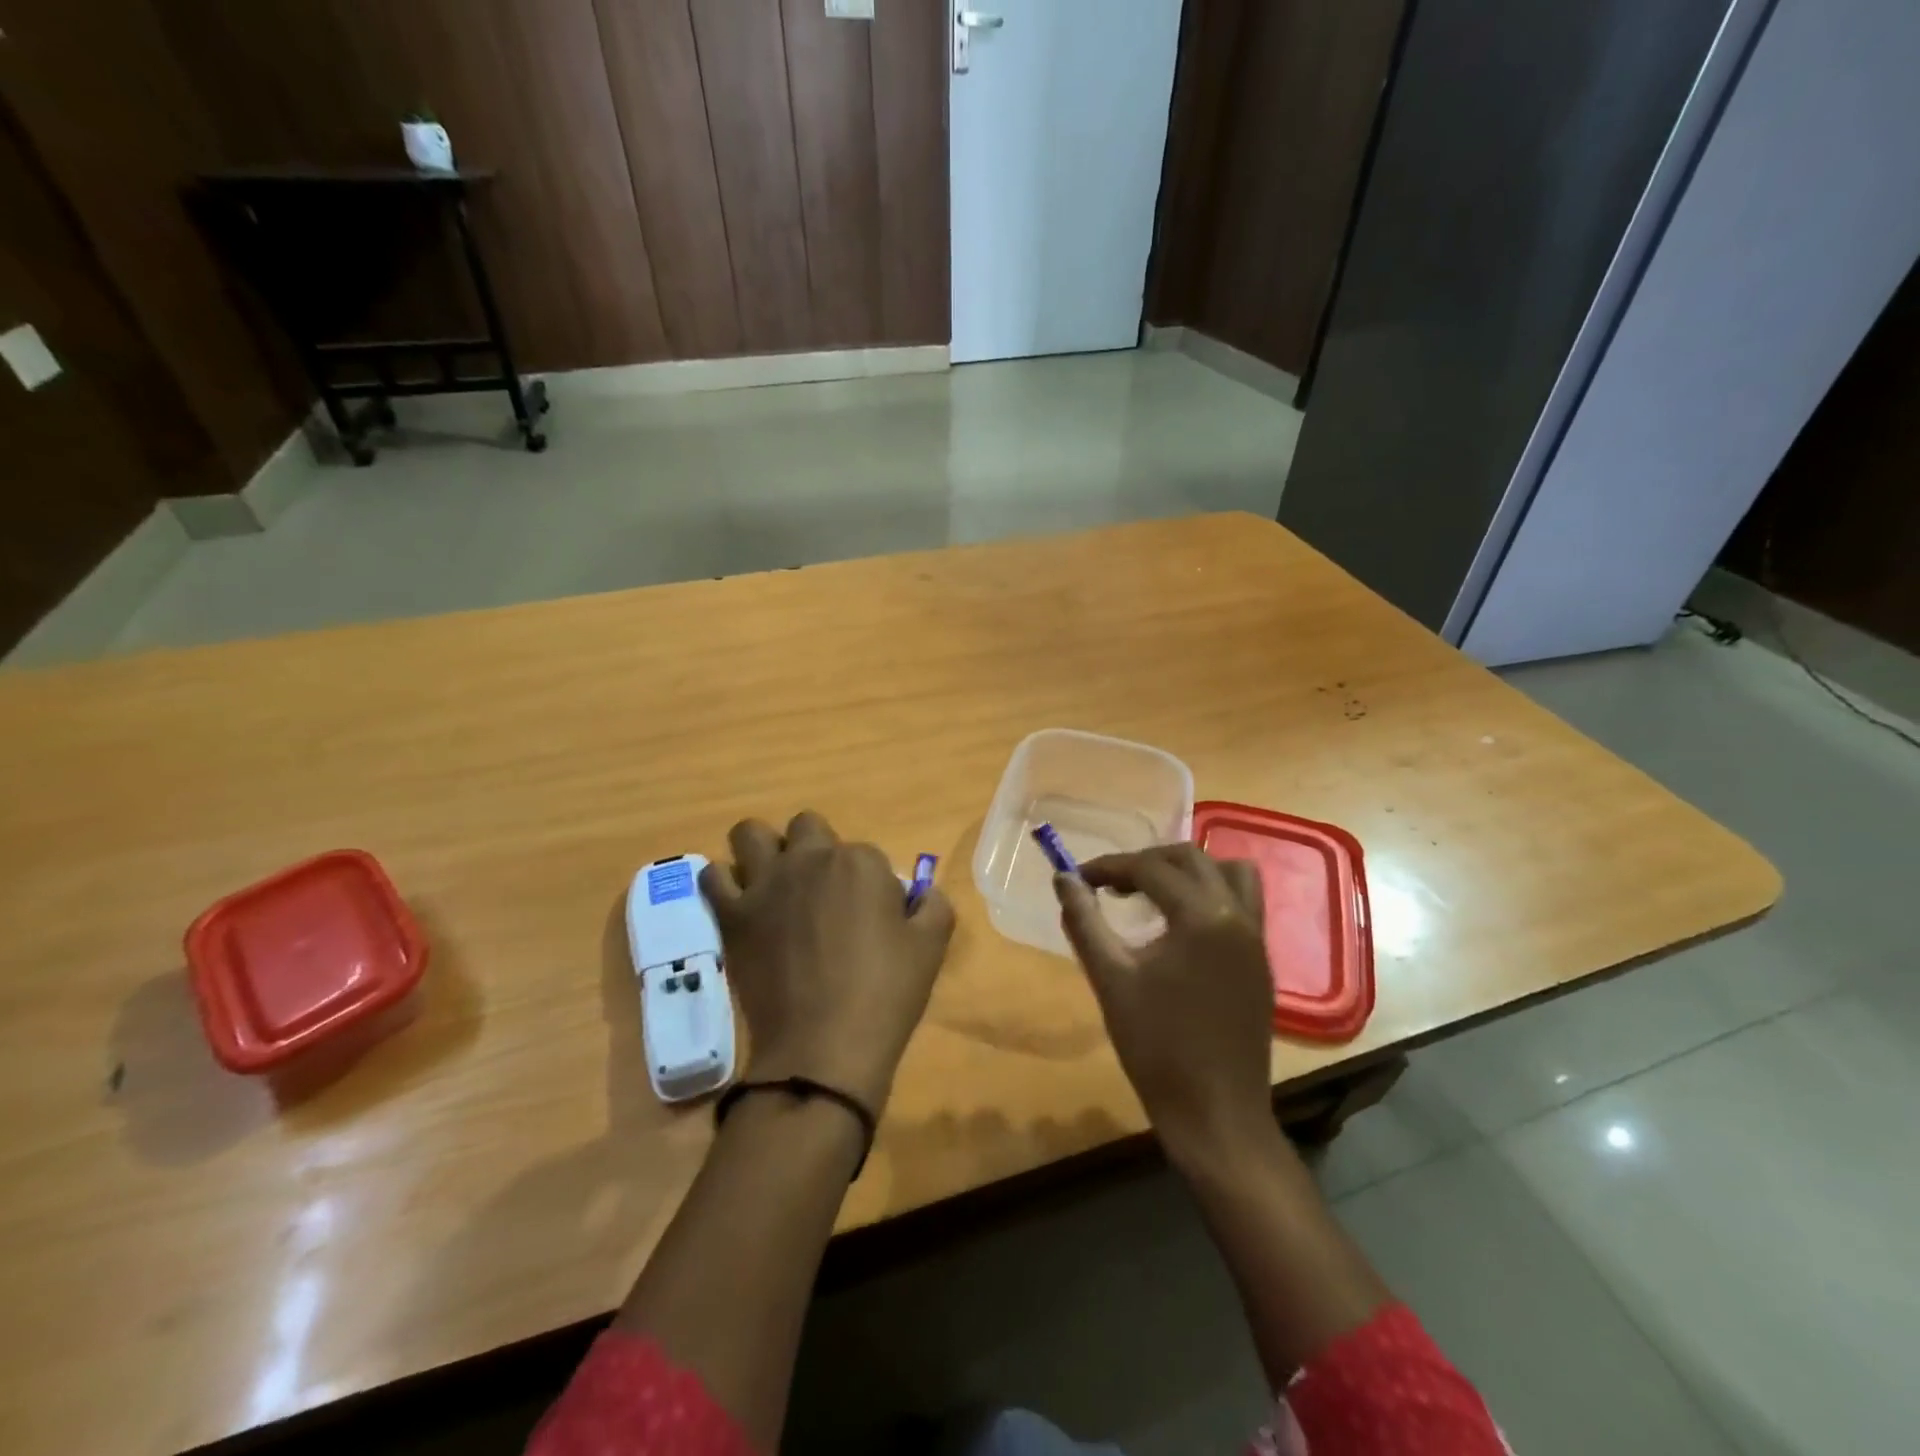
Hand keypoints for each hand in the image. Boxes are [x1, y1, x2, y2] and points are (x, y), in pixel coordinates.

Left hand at [700, 811, 955, 1112]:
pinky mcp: (733, 914)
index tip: (870, 916)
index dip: (869, 884)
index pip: (865, 853)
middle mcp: (809, 859)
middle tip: (823, 893)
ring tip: (774, 881)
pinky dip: (725, 882)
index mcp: (860, 862)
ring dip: (763, 849)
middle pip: (807, 826)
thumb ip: (933, 906)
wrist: (823, 1048)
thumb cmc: (885, 995)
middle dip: (815, 849)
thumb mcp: (931, 948)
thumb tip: (921, 894)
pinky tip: (741, 902)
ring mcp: (765, 884)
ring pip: (751, 834)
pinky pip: (713, 876)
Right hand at [1054, 845, 1274, 1166]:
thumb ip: (1084, 921)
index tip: (1079, 878)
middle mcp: (1237, 915)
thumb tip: (1063, 878)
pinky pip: (1242, 902)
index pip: (1150, 868)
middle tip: (1110, 885)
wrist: (1216, 1114)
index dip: (1109, 867)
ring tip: (1152, 893)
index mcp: (1202, 916)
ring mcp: (1256, 938)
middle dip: (1146, 862)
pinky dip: (1210, 894)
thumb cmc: (1156, 1047)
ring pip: (1227, 873)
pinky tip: (1181, 925)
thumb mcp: (1110, 979)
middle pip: (1191, 858)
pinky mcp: (1261, 961)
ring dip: (1187, 871)